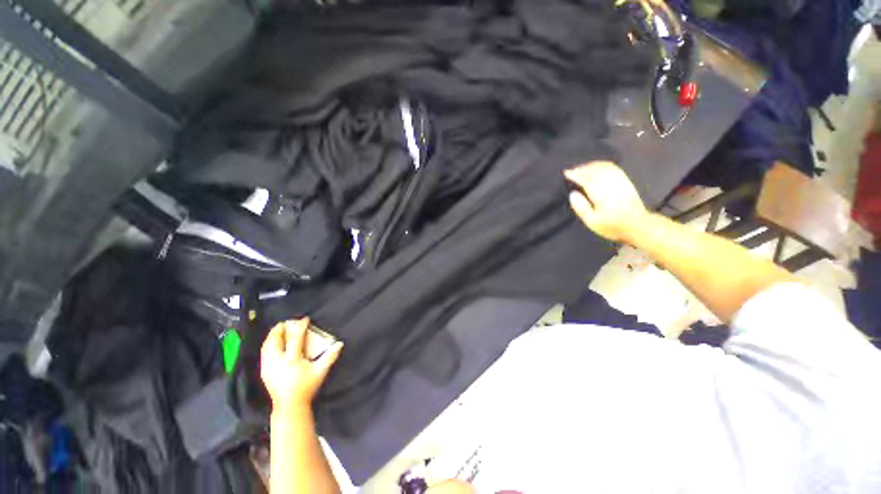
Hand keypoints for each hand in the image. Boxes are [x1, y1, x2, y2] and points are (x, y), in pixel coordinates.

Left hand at [260, 319, 342, 414]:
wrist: (289, 406)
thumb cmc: (306, 387)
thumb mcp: (320, 371)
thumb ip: (330, 356)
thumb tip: (340, 343)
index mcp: (292, 359)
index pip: (295, 338)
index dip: (300, 326)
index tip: (305, 319)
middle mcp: (277, 361)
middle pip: (275, 340)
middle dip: (280, 329)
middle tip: (287, 322)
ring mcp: (268, 366)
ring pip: (266, 346)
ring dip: (272, 336)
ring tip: (279, 330)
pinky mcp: (264, 371)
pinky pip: (263, 353)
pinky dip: (268, 344)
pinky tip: (273, 344)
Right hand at [564, 161, 648, 242]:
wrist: (638, 225)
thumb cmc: (612, 226)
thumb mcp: (592, 222)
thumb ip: (581, 207)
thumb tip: (572, 194)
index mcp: (601, 194)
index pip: (585, 180)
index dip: (575, 175)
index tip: (566, 173)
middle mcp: (611, 184)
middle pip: (594, 171)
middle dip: (582, 168)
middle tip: (572, 170)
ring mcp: (620, 181)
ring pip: (604, 167)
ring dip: (591, 165)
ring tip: (582, 167)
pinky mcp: (626, 181)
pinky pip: (614, 168)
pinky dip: (603, 164)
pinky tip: (598, 166)